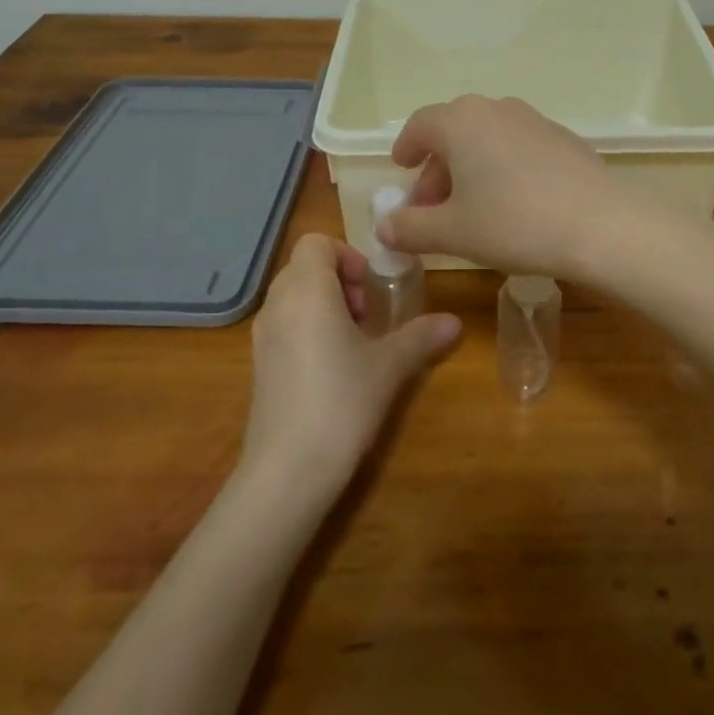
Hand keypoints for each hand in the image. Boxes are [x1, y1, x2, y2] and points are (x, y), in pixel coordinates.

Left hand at [240, 234, 460, 493]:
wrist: (286, 472)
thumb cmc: (341, 401)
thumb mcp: (389, 365)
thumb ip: (421, 336)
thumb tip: (455, 322)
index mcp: (306, 289)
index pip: (316, 242)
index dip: (347, 255)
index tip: (371, 287)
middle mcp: (277, 303)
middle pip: (304, 268)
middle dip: (340, 280)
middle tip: (368, 313)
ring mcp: (262, 336)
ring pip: (293, 298)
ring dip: (325, 305)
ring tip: (355, 341)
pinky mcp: (258, 367)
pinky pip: (284, 326)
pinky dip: (308, 330)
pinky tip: (334, 368)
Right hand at [375, 95, 630, 279]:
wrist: (600, 224)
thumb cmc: (513, 222)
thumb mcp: (452, 232)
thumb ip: (411, 228)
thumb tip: (384, 227)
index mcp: (461, 121)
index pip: (420, 125)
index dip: (407, 148)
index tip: (402, 169)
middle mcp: (496, 109)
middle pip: (454, 132)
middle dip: (438, 169)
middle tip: (432, 208)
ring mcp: (534, 120)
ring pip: (488, 139)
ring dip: (471, 168)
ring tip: (472, 208)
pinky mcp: (563, 138)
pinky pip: (518, 147)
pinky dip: (503, 167)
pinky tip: (514, 203)